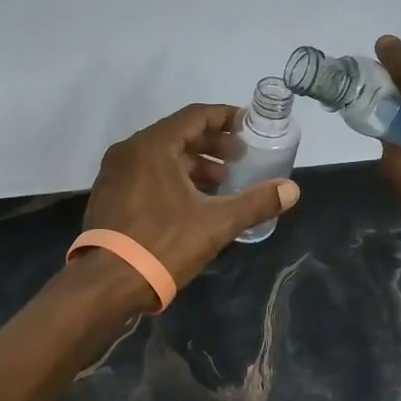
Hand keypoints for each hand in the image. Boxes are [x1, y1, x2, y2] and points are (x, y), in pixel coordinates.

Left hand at [82, 104, 300, 296]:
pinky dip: (171, 177)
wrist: (107, 283)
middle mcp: (129, 151)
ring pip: (161, 156)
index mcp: (153, 146)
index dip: (224, 118)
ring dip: (193, 163)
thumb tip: (292, 190)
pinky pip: (146, 173)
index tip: (248, 125)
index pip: (194, 116)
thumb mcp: (216, 224)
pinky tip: (191, 201)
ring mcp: (114, 174)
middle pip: (177, 134)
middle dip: (211, 143)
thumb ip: (256, 203)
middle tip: (239, 157)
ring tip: (221, 182)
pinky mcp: (109, 196)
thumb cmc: (163, 244)